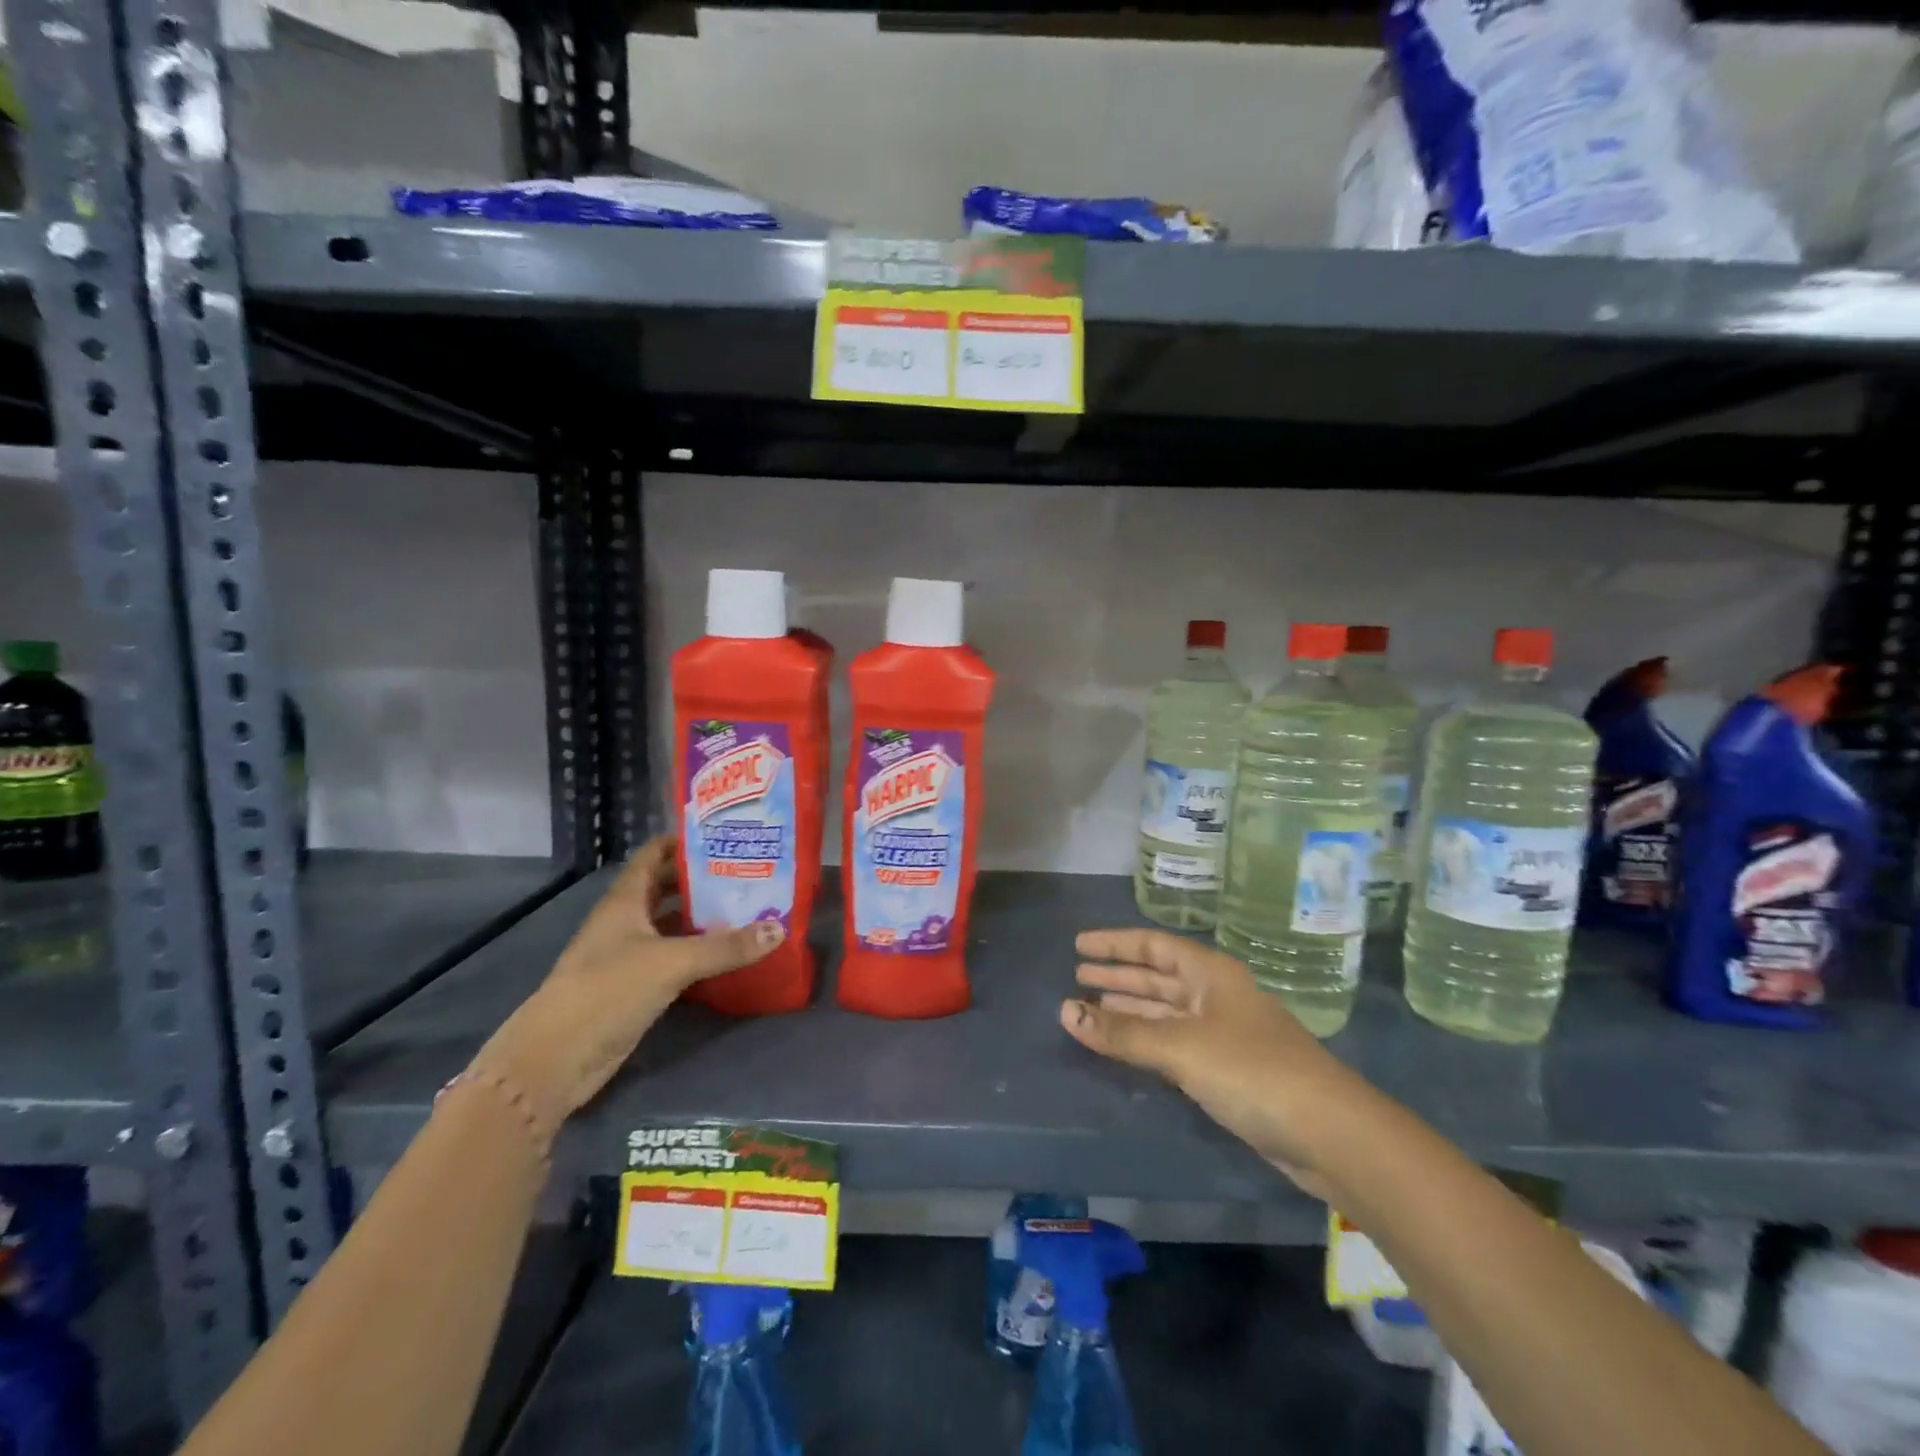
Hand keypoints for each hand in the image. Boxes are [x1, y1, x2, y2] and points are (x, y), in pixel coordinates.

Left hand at [468, 835, 781, 1138]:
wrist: (556, 1059)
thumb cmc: (608, 991)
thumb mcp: (672, 962)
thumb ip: (726, 946)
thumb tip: (779, 928)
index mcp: (625, 901)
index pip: (653, 855)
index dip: (683, 842)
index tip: (724, 836)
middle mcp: (625, 921)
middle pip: (666, 888)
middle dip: (702, 879)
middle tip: (748, 871)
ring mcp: (628, 955)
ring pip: (670, 924)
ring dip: (702, 916)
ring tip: (747, 907)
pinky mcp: (634, 986)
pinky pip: (672, 957)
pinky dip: (697, 951)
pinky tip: (728, 952)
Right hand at [1061, 928, 1354, 1196]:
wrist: (1328, 1133)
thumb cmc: (1252, 1070)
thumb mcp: (1181, 1047)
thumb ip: (1122, 1032)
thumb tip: (1064, 1011)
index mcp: (1210, 973)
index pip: (1153, 945)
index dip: (1114, 944)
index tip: (1078, 945)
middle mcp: (1215, 995)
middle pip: (1157, 977)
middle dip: (1118, 977)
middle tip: (1076, 977)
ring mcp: (1223, 1033)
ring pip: (1164, 1011)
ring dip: (1128, 1010)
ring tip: (1088, 1009)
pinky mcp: (1227, 1069)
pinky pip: (1173, 1042)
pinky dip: (1145, 1040)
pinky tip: (1124, 1045)